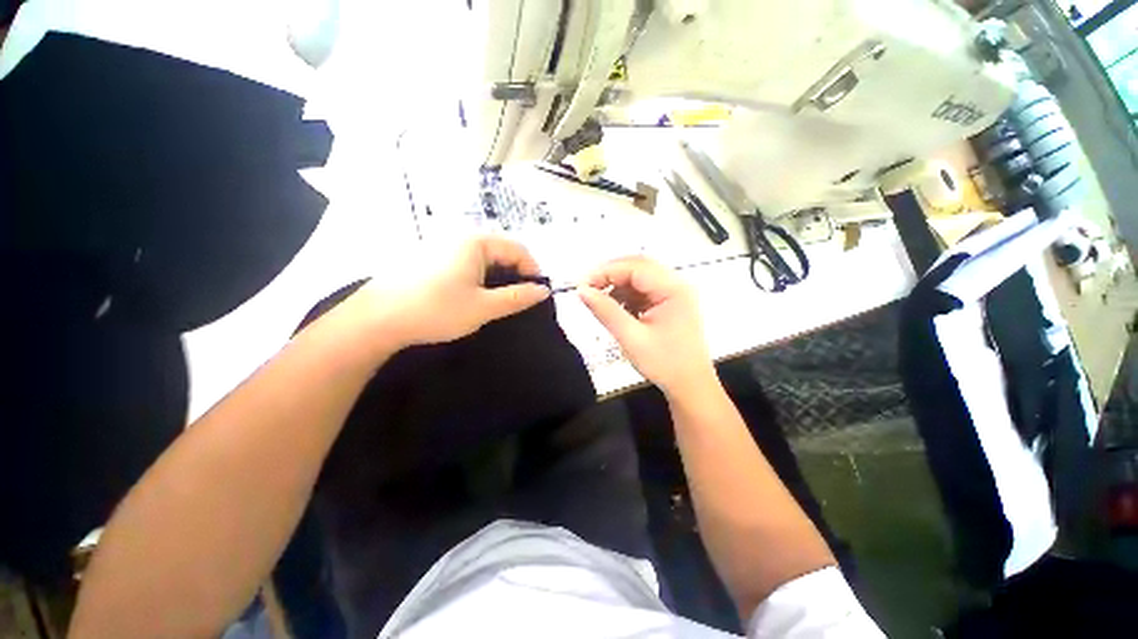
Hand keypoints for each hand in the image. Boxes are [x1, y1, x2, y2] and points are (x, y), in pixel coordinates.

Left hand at [354, 236, 549, 348]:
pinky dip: (479, 277)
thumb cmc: (436, 310)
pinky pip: (466, 262)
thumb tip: (544, 290)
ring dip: (497, 277)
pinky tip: (473, 296)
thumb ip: (517, 297)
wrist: (376, 319)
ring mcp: (442, 245)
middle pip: (501, 251)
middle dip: (515, 274)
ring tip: (497, 301)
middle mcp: (460, 237)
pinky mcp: (431, 257)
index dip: (532, 270)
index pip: (518, 249)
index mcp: (475, 242)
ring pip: (484, 258)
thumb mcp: (484, 307)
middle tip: (518, 300)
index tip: (536, 294)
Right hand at [578, 256, 714, 394]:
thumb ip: (605, 311)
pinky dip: (625, 296)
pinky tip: (615, 308)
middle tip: (587, 288)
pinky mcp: (668, 303)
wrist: (689, 386)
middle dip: (610, 275)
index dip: (606, 272)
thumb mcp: (631, 338)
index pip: (635, 268)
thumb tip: (582, 291)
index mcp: (674, 289)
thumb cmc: (664, 364)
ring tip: (598, 300)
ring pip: (639, 278)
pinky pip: (642, 290)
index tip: (582, 285)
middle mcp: (676, 285)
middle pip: (638, 267)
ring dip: (617, 285)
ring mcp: (673, 293)